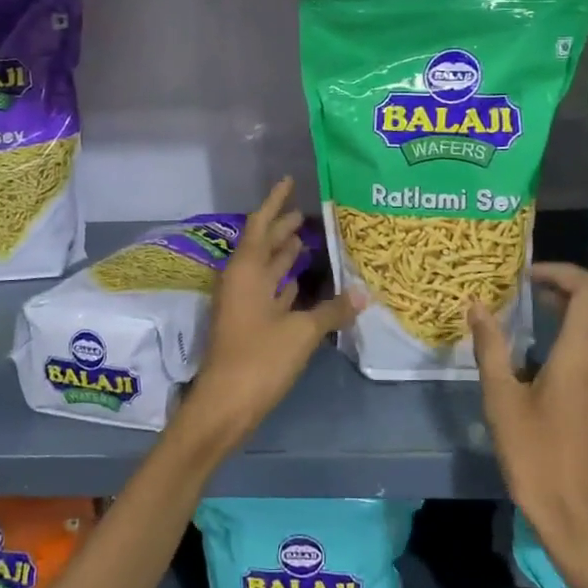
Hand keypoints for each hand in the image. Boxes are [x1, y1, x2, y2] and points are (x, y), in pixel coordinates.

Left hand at [182, 178, 361, 450]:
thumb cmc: (259, 359)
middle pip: (264, 245)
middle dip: (283, 228)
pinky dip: (286, 284)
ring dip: (285, 255)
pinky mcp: (249, 325)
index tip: (290, 182)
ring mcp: (243, 305)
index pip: (261, 225)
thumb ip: (332, 310)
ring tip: (311, 240)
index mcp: (246, 271)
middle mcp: (241, 281)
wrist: (224, 406)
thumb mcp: (301, 331)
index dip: (275, 202)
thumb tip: (363, 294)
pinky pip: (270, 294)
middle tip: (310, 213)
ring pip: (267, 270)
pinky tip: (304, 283)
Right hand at [469, 263, 587, 567]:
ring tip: (541, 308)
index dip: (560, 271)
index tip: (526, 277)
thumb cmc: (536, 457)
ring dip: (583, 302)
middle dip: (574, 281)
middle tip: (535, 287)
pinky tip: (553, 344)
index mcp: (582, 355)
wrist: (578, 515)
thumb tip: (477, 307)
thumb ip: (490, 348)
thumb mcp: (501, 400)